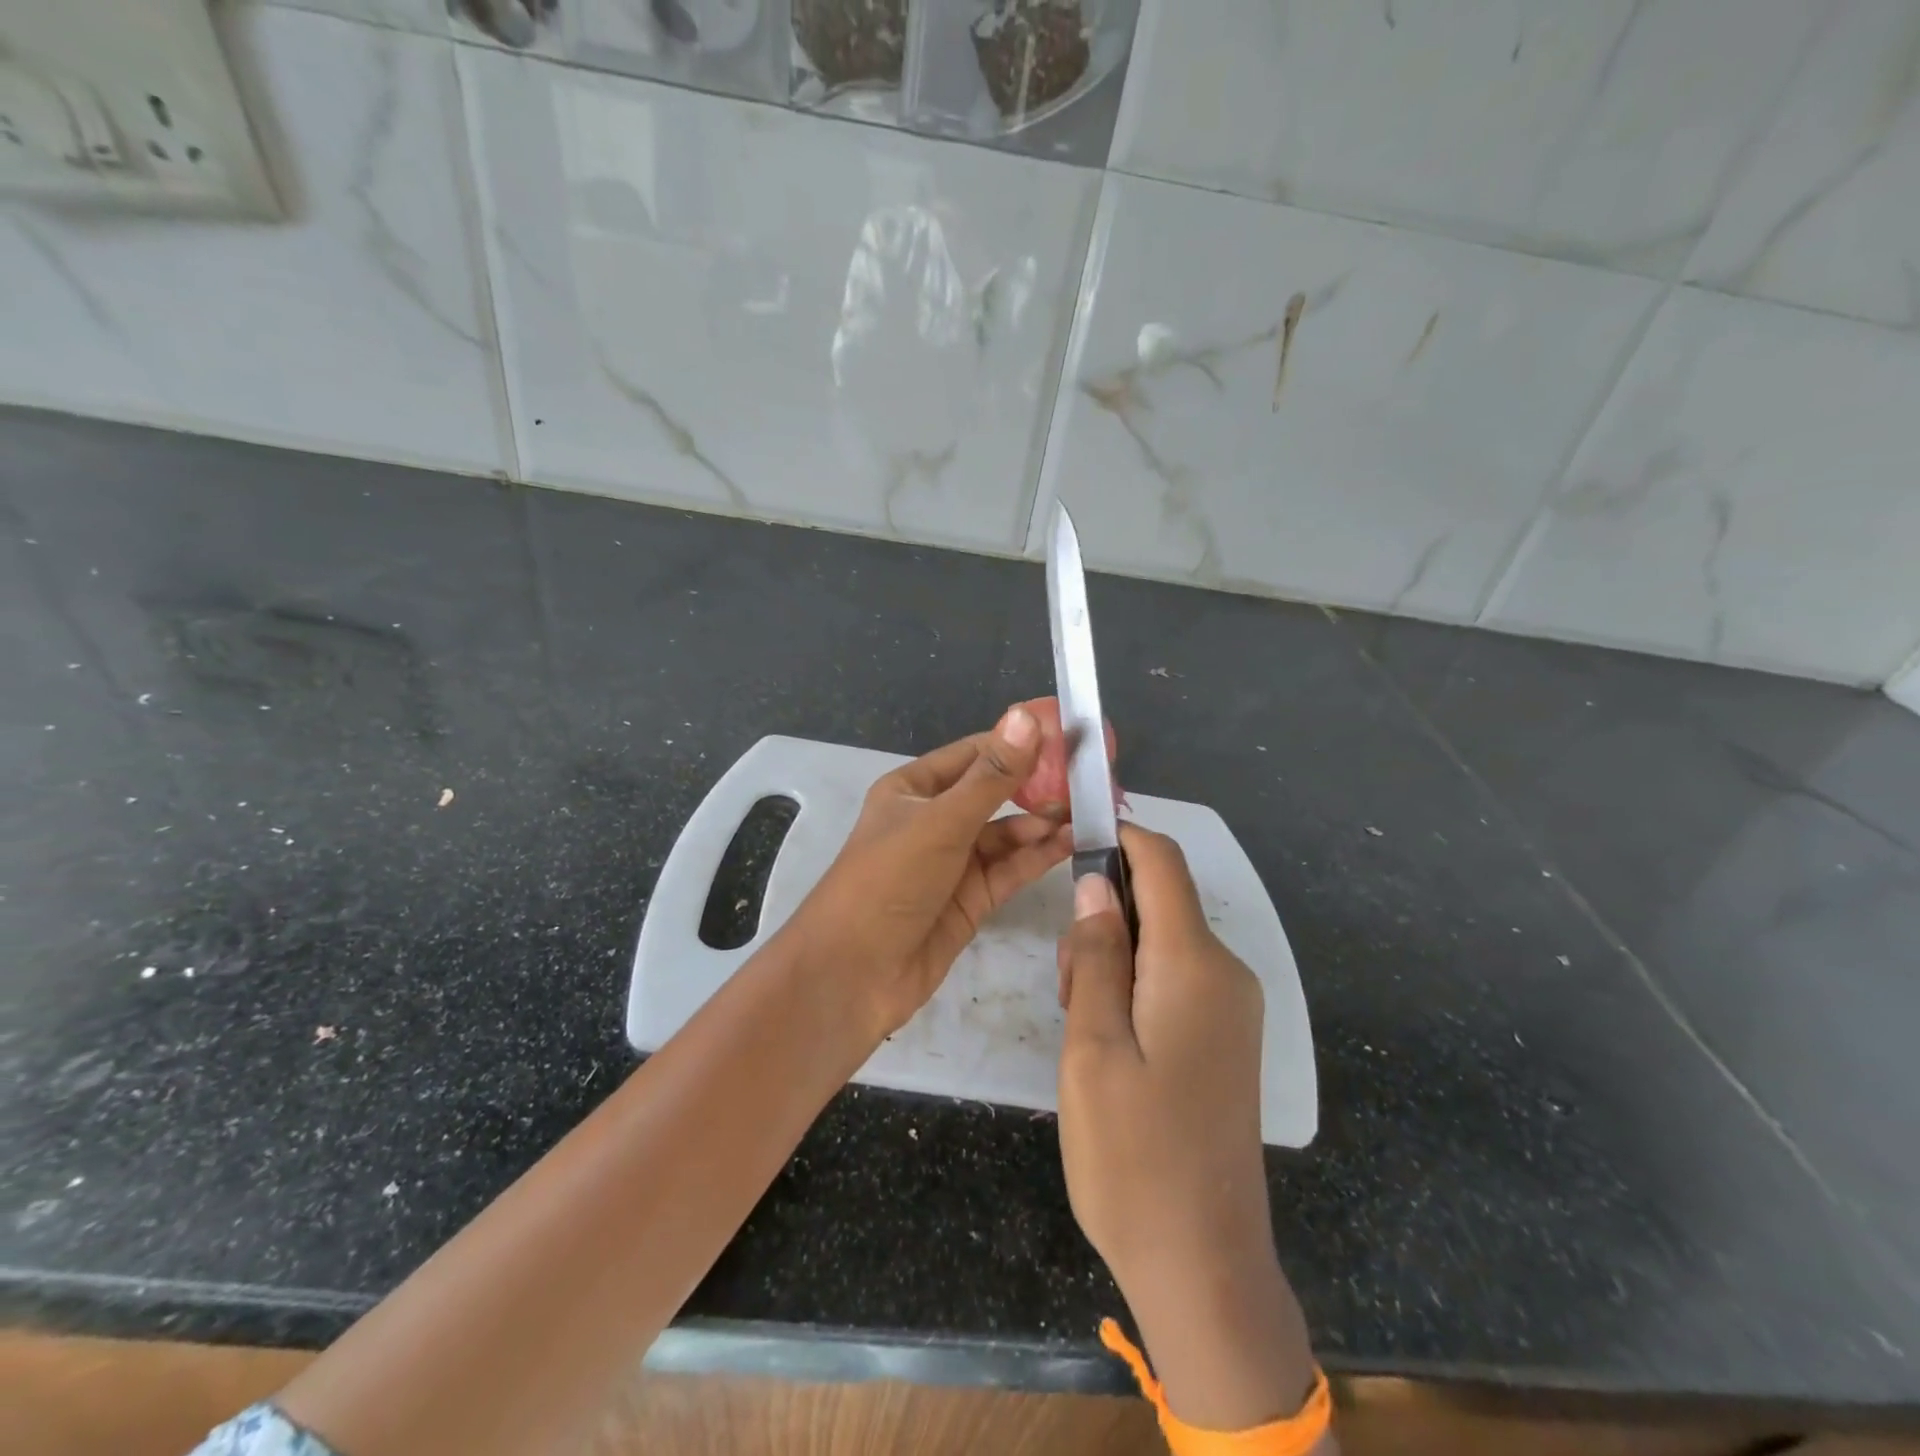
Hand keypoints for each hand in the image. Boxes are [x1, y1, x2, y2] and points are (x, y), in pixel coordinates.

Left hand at [785, 705, 1072, 1038]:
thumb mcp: (941, 822)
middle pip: (995, 793)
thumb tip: (1026, 717)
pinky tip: (1072, 843)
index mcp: (914, 789)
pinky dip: (1039, 855)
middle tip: (1090, 777)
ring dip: (1043, 822)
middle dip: (1038, 785)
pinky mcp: (970, 899)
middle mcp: (935, 820)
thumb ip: (990, 777)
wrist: (853, 974)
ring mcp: (953, 861)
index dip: (1019, 742)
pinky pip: (1010, 868)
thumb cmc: (888, 881)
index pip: (975, 753)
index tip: (1069, 734)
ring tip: (1087, 812)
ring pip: (1007, 833)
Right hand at [1057, 825, 1316, 1431]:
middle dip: (1103, 916)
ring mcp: (1230, 1007)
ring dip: (1113, 956)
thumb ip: (1096, 957)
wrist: (1204, 1266)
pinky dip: (1134, 982)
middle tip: (1067, 986)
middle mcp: (1224, 974)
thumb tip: (1096, 882)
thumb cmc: (1133, 1156)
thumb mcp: (1093, 1048)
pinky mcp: (1224, 1036)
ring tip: (1083, 1025)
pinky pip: (1174, 976)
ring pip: (1161, 940)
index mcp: (1194, 966)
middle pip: (1158, 901)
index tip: (1070, 838)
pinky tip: (1109, 1040)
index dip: (1119, 836)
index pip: (1162, 863)